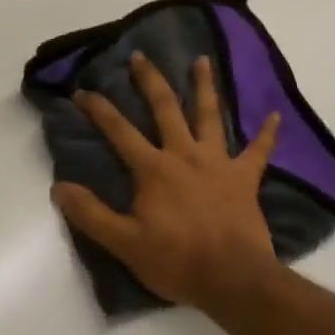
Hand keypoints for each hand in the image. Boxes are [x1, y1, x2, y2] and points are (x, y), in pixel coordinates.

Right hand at [53, 51, 280, 312]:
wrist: (233, 278)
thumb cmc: (176, 260)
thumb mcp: (124, 242)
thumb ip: (91, 214)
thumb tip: (59, 187)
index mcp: (154, 168)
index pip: (119, 131)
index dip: (99, 109)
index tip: (83, 90)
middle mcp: (184, 154)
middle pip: (165, 108)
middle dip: (150, 80)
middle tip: (141, 56)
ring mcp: (218, 163)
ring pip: (210, 115)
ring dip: (205, 86)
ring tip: (202, 60)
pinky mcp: (245, 178)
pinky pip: (259, 151)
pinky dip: (267, 134)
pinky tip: (275, 115)